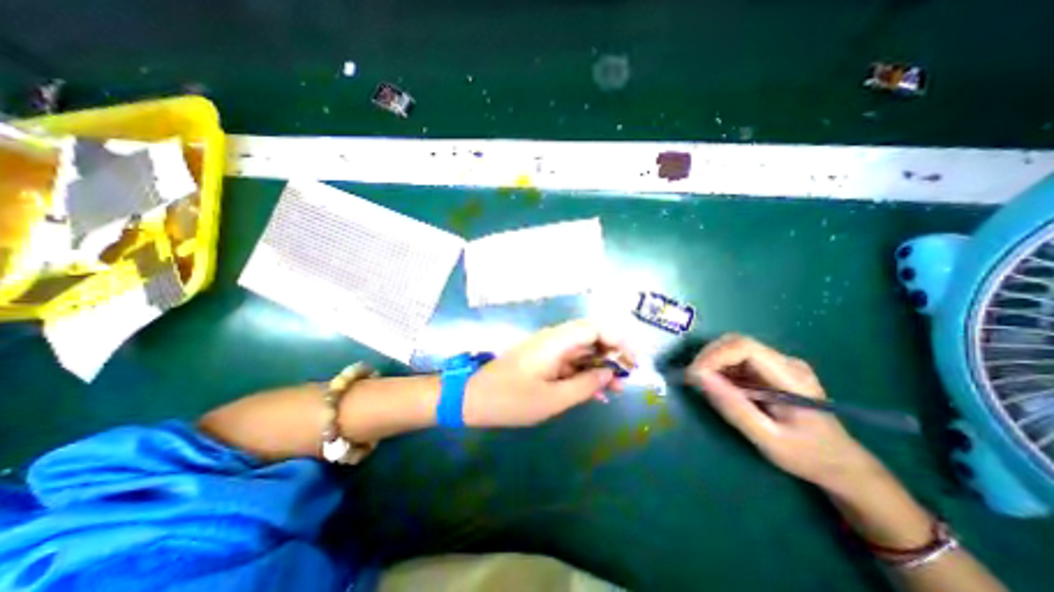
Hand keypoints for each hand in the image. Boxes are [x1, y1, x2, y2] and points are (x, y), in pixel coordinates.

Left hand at [464, 321, 627, 427]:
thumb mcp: (552, 399)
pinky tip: (597, 392)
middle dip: (613, 353)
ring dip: (601, 365)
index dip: (619, 339)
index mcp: (556, 341)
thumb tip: (610, 373)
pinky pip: (571, 362)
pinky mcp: (544, 361)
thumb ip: (585, 385)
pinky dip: (586, 374)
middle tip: (628, 377)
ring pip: (582, 351)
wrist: (474, 398)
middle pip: (591, 336)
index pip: (595, 327)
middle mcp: (554, 340)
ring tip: (617, 388)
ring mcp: (548, 350)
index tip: (633, 361)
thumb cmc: (511, 399)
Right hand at [689, 332, 878, 489]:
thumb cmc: (807, 455)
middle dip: (708, 357)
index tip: (695, 376)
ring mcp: (778, 363)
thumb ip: (733, 407)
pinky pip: (736, 360)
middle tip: (693, 380)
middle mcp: (785, 361)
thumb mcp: (768, 439)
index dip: (714, 355)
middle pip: (735, 342)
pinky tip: (717, 387)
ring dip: (711, 362)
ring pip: (733, 348)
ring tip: (701, 385)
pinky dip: (719, 369)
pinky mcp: (769, 369)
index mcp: (791, 376)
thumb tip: (699, 377)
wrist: (840, 463)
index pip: (744, 347)